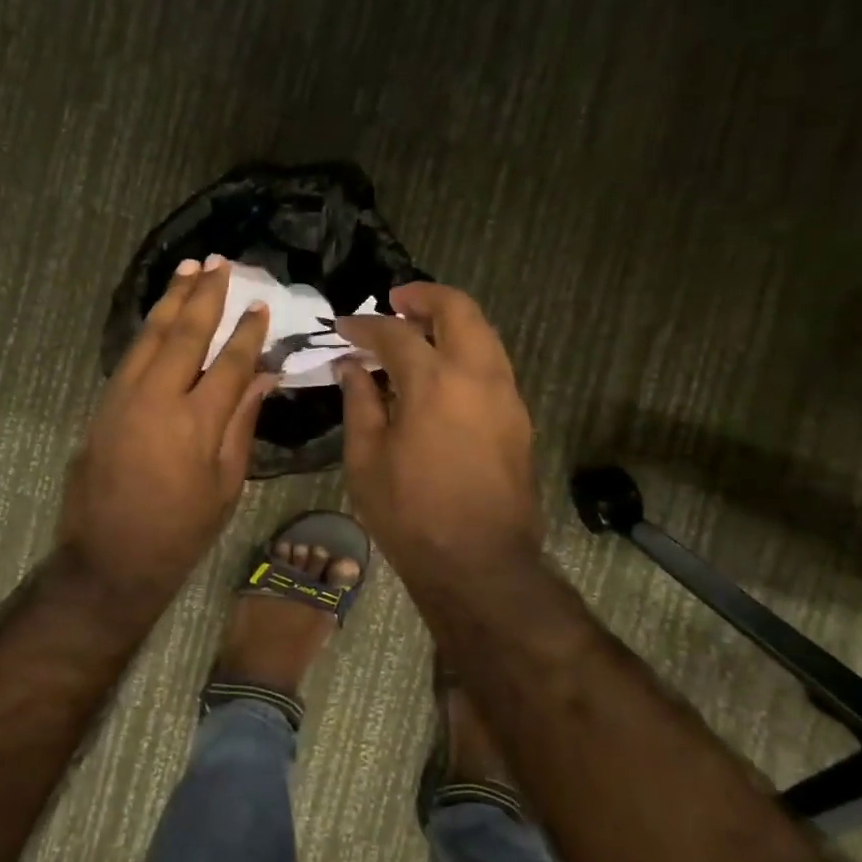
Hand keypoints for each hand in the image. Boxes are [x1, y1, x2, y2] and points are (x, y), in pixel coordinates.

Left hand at [60, 257, 273, 610]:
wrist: (111, 556)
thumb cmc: (181, 529)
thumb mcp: (225, 485)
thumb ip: (242, 424)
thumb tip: (260, 377)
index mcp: (197, 423)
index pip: (228, 363)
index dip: (247, 332)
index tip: (260, 304)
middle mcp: (158, 399)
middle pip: (185, 335)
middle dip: (205, 296)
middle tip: (220, 264)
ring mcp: (124, 397)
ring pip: (151, 336)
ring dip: (172, 300)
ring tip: (189, 269)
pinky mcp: (104, 404)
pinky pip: (131, 354)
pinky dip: (149, 328)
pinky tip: (160, 313)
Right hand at [335, 283, 541, 584]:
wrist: (480, 563)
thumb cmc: (411, 514)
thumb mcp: (366, 460)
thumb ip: (360, 403)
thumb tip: (352, 368)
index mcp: (433, 383)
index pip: (395, 334)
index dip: (364, 326)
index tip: (343, 327)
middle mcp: (477, 376)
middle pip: (458, 310)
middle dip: (423, 297)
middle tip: (394, 303)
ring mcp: (506, 395)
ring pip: (484, 333)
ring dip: (450, 322)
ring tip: (417, 333)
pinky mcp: (519, 417)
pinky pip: (492, 363)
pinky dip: (466, 351)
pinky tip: (440, 374)